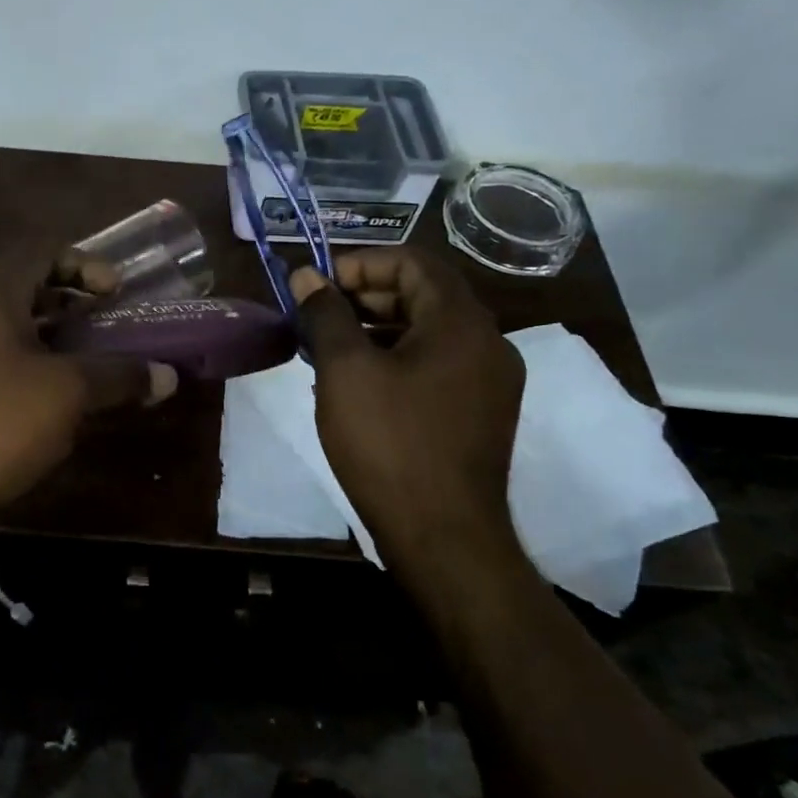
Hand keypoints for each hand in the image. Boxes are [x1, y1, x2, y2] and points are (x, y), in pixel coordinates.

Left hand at [0, 246, 176, 537]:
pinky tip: (47, 410)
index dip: (84, 262)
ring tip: (87, 370)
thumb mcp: (66, 395)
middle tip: (108, 328)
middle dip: (71, 304)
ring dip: (50, 343)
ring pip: (6, 333)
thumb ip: (119, 377)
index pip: (39, 250)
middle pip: (23, 291)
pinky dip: (24, 373)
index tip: (116, 292)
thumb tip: (168, 375)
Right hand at [290, 248, 524, 550]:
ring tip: (328, 350)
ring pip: (429, 333)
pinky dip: (397, 360)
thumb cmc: (389, 443)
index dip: (360, 264)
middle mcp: (488, 342)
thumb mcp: (345, 371)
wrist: (443, 536)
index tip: (316, 286)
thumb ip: (325, 314)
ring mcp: (491, 381)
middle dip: (364, 297)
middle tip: (316, 317)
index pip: (413, 261)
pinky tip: (358, 385)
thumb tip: (306, 277)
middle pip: (423, 295)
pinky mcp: (482, 413)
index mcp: (461, 322)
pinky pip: (437, 366)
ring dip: (377, 330)